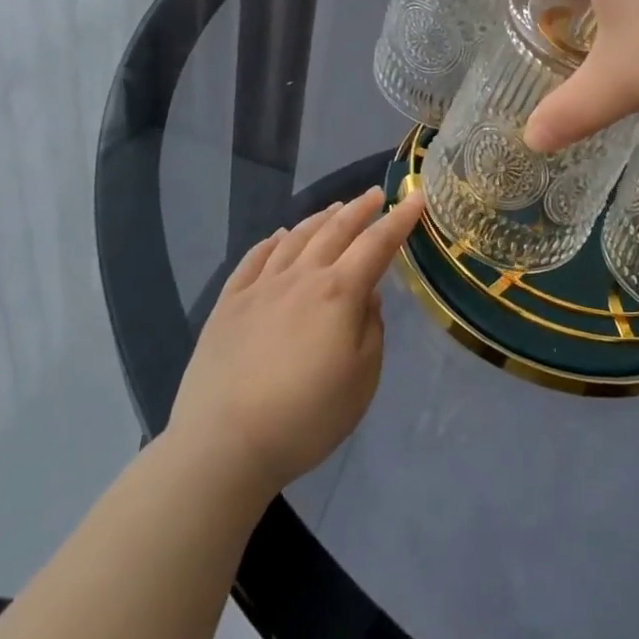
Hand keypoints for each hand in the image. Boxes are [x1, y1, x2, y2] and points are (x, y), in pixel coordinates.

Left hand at [167, 188, 422, 500]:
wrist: (224, 445)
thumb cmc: (306, 417)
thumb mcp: (362, 380)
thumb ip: (371, 329)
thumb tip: (366, 296)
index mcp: (338, 292)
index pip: (377, 244)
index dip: (399, 219)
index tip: (415, 198)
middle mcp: (301, 277)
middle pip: (335, 230)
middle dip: (360, 209)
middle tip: (376, 194)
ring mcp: (260, 288)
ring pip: (295, 238)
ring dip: (320, 218)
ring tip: (335, 208)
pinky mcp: (228, 304)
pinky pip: (253, 259)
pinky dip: (271, 242)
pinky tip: (278, 236)